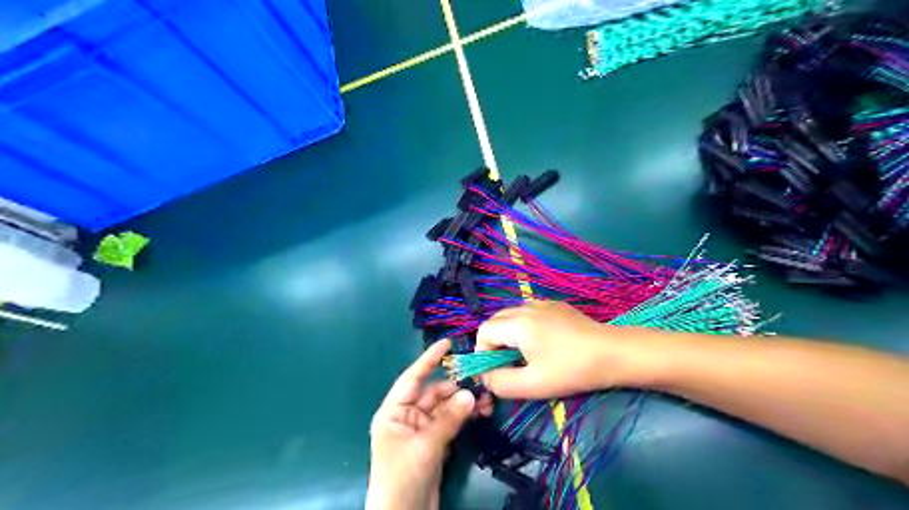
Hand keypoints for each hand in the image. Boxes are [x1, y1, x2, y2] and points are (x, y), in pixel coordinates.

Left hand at [367, 339, 493, 508]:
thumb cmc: (402, 477)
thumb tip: (471, 394)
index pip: (413, 378)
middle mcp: (407, 416)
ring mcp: (421, 430)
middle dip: (456, 387)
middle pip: (434, 393)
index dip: (429, 359)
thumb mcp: (424, 445)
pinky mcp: (434, 444)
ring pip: (445, 408)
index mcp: (394, 411)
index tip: (447, 343)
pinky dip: (464, 417)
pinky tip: (481, 412)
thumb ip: (448, 419)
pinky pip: (451, 422)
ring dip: (464, 403)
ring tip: (487, 400)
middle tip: (482, 382)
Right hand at [477, 301, 661, 399]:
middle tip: (508, 365)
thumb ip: (500, 383)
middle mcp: (526, 306)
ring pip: (511, 316)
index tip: (496, 372)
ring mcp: (542, 303)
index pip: (483, 331)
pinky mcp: (556, 305)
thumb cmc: (571, 370)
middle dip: (494, 344)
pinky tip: (543, 344)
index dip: (483, 353)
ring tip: (525, 356)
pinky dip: (524, 327)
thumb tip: (486, 377)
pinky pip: (528, 313)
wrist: (612, 353)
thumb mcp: (532, 384)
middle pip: (495, 321)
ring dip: (509, 335)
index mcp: (517, 323)